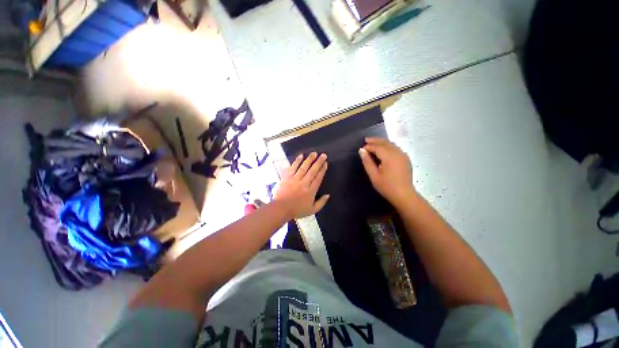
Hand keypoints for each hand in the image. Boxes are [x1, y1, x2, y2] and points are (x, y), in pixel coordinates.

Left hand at [274, 152, 329, 218]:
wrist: (281, 209)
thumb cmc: (297, 210)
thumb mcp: (312, 210)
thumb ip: (321, 203)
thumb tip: (328, 195)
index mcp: (311, 191)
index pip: (318, 178)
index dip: (322, 170)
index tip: (325, 163)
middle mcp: (304, 183)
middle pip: (312, 171)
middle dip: (318, 162)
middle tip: (323, 155)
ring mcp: (295, 179)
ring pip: (303, 167)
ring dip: (309, 159)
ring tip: (314, 153)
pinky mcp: (287, 177)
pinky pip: (292, 168)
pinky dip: (296, 161)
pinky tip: (301, 156)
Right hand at [359, 138, 415, 207]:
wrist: (404, 195)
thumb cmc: (387, 186)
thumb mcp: (374, 175)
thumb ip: (367, 162)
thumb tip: (361, 150)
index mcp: (389, 157)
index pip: (377, 147)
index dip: (368, 146)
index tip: (361, 148)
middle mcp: (397, 153)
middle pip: (385, 142)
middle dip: (375, 140)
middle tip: (366, 139)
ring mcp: (403, 155)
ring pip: (391, 144)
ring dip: (382, 142)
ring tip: (373, 142)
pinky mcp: (405, 158)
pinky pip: (396, 148)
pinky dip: (388, 146)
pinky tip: (383, 149)